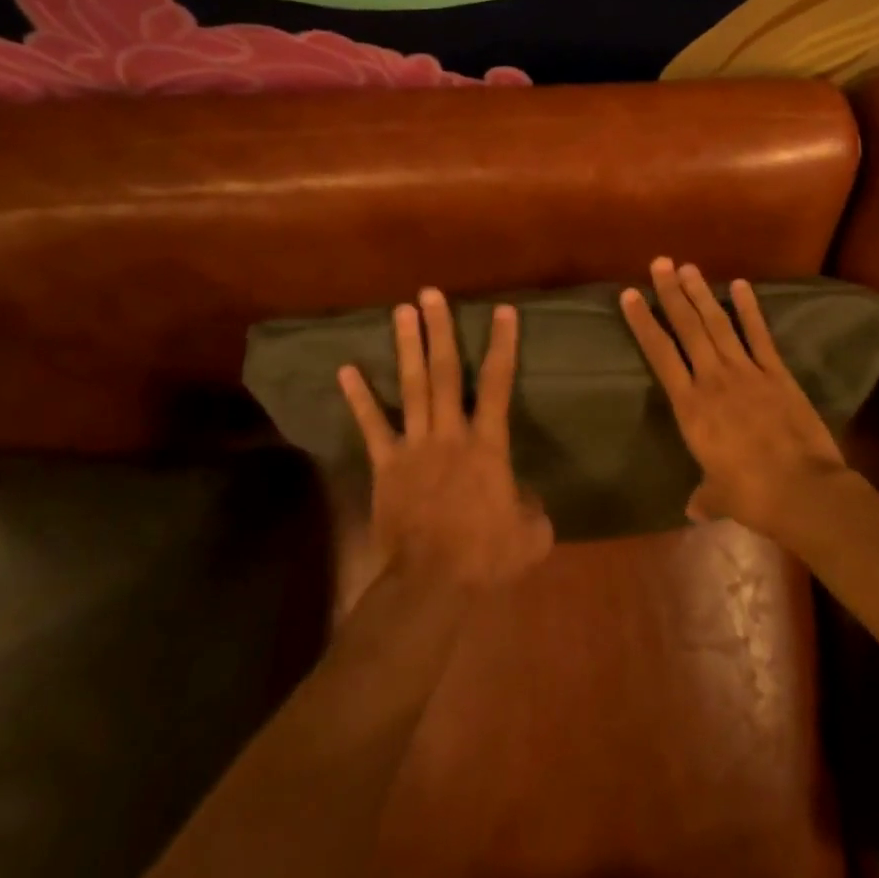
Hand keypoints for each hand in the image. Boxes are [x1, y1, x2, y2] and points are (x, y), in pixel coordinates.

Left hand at [338, 289, 553, 589]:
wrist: (431, 583)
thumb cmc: (486, 558)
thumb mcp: (530, 535)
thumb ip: (532, 508)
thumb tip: (525, 499)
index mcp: (487, 444)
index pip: (499, 384)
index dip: (502, 345)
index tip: (502, 311)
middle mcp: (450, 433)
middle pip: (445, 372)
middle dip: (440, 330)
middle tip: (431, 294)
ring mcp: (414, 445)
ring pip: (411, 387)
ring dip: (406, 347)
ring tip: (401, 311)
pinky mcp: (386, 464)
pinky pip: (372, 426)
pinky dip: (359, 397)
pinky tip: (346, 369)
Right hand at [621, 258, 848, 536]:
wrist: (803, 492)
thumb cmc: (752, 496)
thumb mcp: (719, 497)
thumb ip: (704, 496)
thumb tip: (693, 509)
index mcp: (691, 407)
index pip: (660, 354)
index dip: (643, 322)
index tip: (630, 294)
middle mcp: (713, 380)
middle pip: (687, 328)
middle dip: (672, 293)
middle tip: (660, 263)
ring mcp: (747, 372)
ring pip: (718, 324)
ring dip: (702, 294)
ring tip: (688, 267)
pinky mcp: (777, 373)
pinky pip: (760, 335)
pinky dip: (749, 309)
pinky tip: (740, 285)